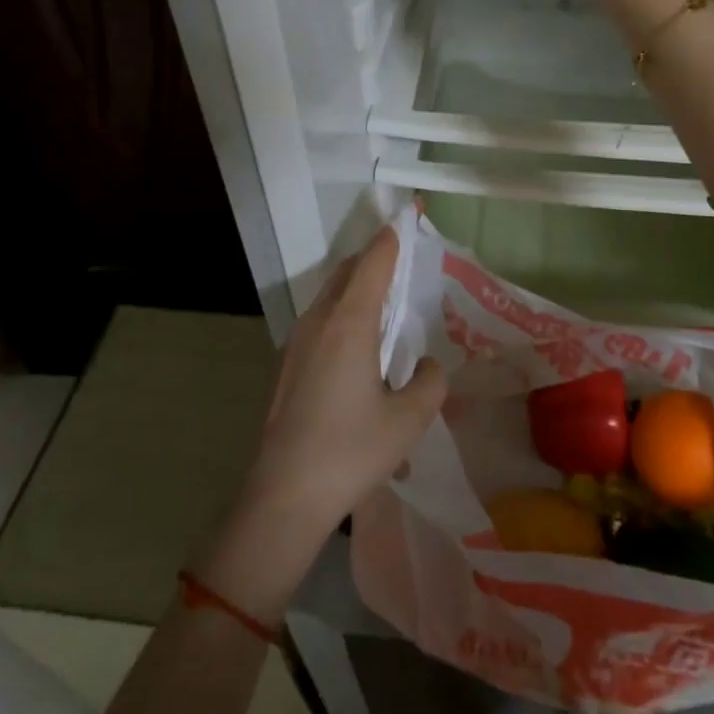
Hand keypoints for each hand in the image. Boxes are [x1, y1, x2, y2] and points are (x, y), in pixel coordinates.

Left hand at [238, 226, 445, 537]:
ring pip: (331, 295)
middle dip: (374, 258)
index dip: (392, 238)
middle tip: (402, 259)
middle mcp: (319, 321)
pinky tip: (359, 344)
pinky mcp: (288, 364)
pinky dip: (343, 311)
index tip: (406, 218)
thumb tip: (427, 364)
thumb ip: (430, 381)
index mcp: (349, 322)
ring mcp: (297, 342)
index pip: (374, 262)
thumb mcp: (409, 419)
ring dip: (357, 286)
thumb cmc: (351, 451)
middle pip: (347, 271)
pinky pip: (321, 319)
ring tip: (385, 299)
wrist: (283, 495)